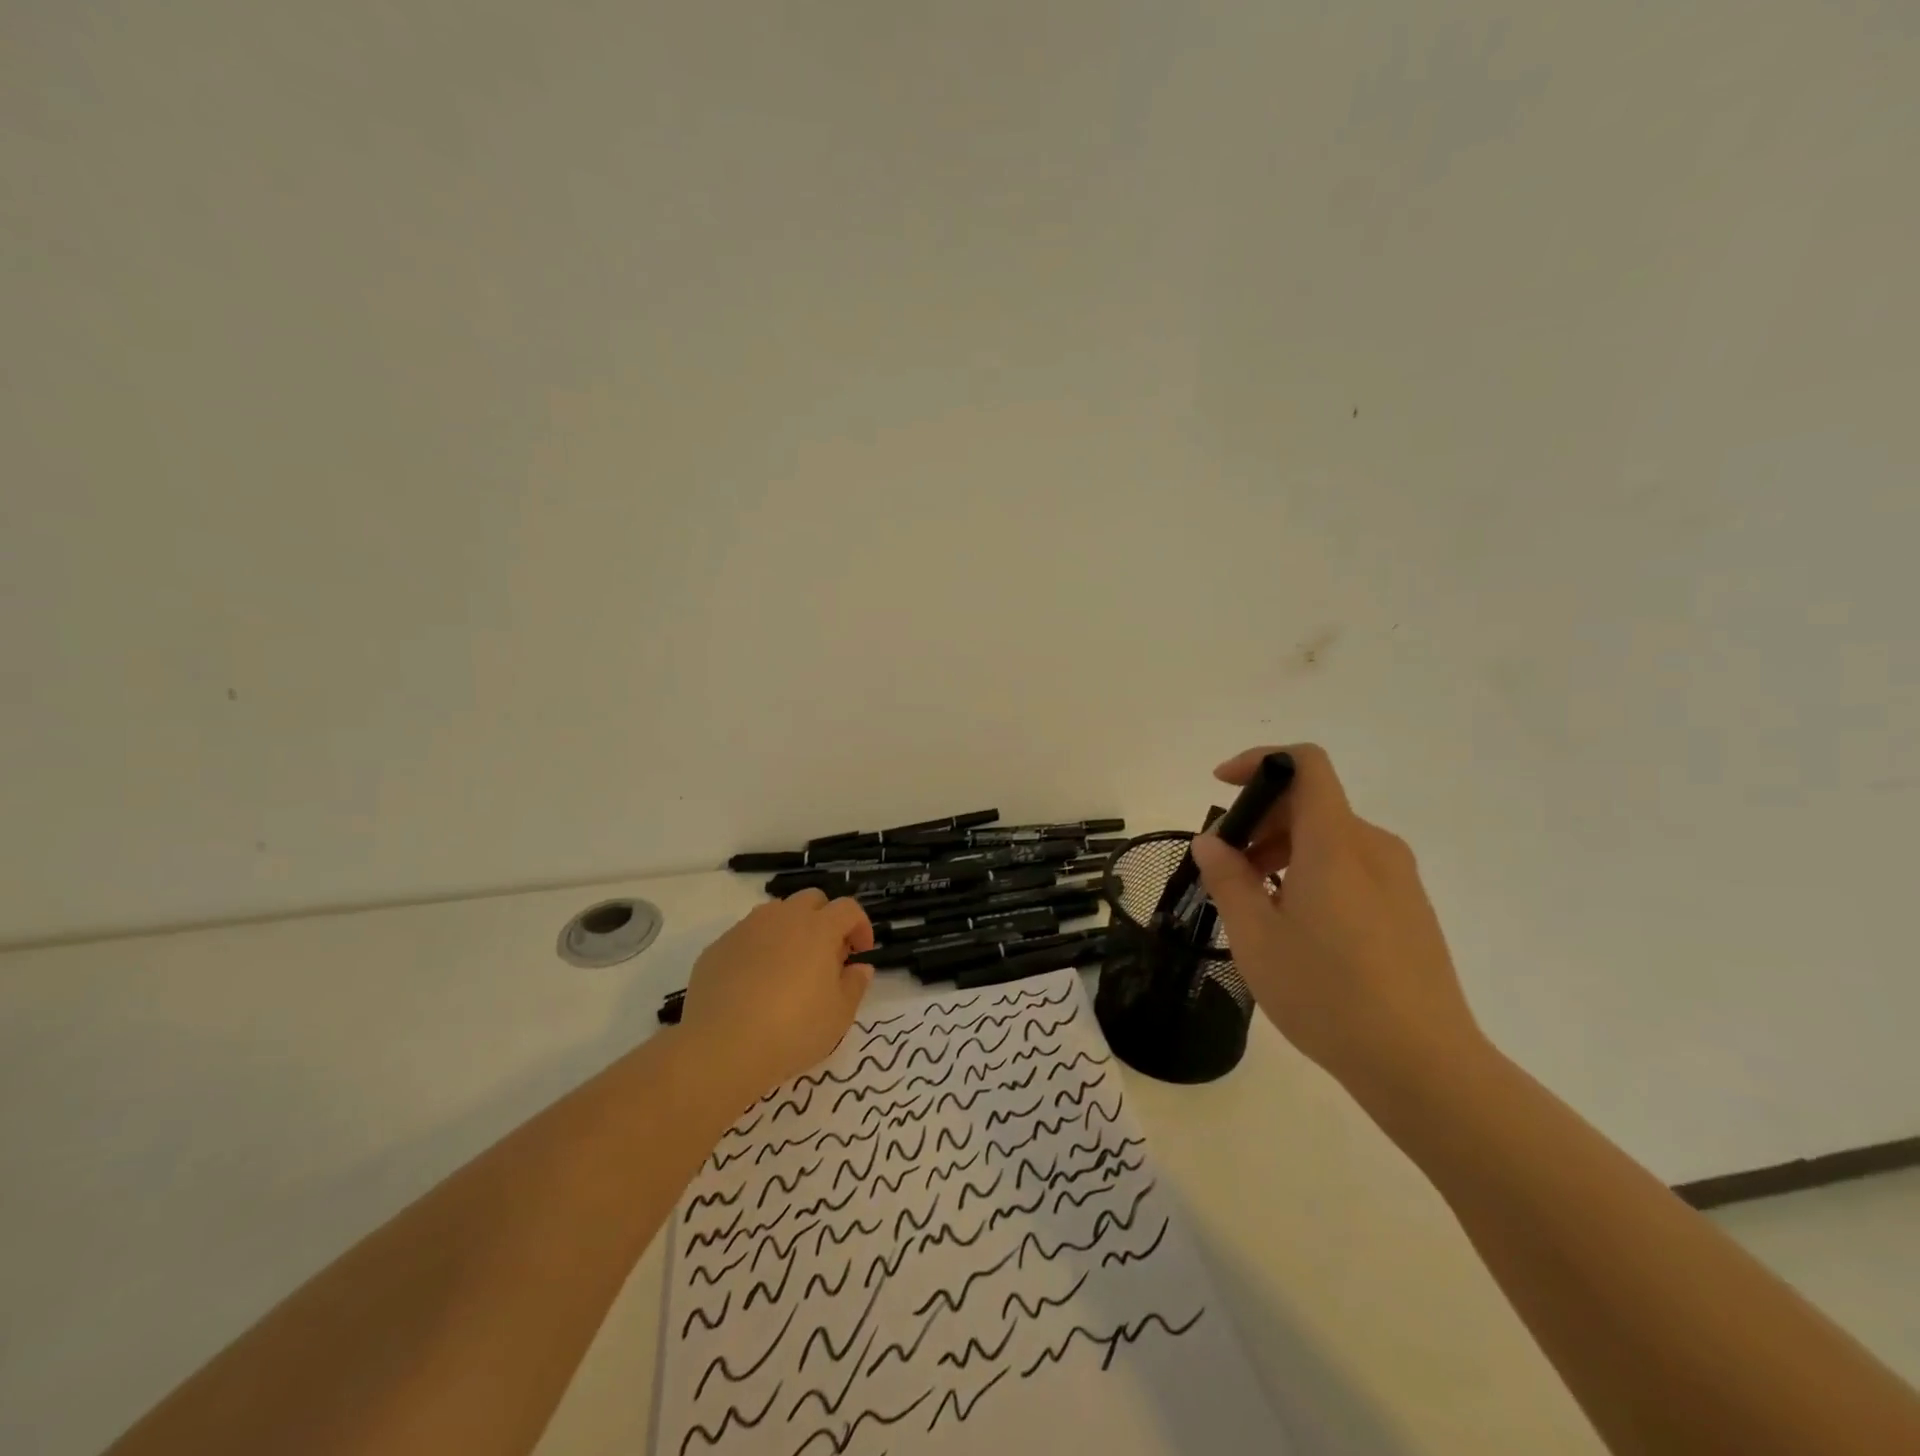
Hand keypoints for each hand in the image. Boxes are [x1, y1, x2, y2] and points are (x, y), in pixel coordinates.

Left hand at [677, 890, 875, 1098]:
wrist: (721, 1047)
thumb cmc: (793, 1030)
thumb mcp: (839, 1015)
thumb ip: (855, 985)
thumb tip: (859, 967)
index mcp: (819, 928)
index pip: (848, 908)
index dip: (860, 926)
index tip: (860, 953)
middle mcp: (783, 918)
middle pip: (812, 900)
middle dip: (825, 919)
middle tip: (826, 956)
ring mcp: (746, 929)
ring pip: (776, 913)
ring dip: (790, 930)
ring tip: (789, 967)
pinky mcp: (717, 947)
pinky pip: (746, 936)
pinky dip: (758, 950)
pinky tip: (753, 984)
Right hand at [1189, 744, 1485, 1102]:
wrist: (1424, 1065)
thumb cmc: (1327, 994)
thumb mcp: (1256, 937)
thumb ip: (1228, 879)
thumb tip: (1212, 841)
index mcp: (1336, 842)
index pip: (1305, 764)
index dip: (1260, 761)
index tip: (1222, 786)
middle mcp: (1373, 847)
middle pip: (1312, 802)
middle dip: (1261, 819)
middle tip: (1226, 866)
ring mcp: (1399, 880)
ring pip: (1331, 837)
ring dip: (1284, 849)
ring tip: (1255, 902)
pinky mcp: (1410, 909)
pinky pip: (1353, 867)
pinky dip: (1314, 871)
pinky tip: (1297, 924)